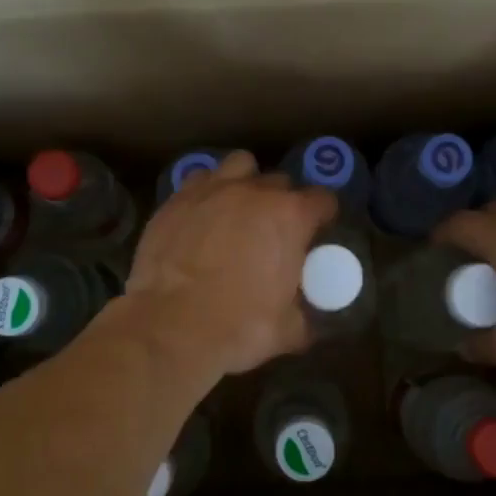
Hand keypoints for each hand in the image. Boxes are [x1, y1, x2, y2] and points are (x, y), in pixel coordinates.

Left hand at [126, 151, 335, 376]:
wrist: (171, 327)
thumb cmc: (238, 327)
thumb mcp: (288, 330)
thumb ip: (304, 315)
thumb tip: (306, 320)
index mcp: (290, 217)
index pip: (322, 199)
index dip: (323, 215)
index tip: (318, 232)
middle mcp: (254, 192)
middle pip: (280, 182)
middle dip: (283, 202)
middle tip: (274, 231)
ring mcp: (211, 190)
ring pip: (239, 165)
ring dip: (245, 182)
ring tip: (238, 209)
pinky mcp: (176, 200)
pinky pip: (200, 180)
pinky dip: (207, 192)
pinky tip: (203, 216)